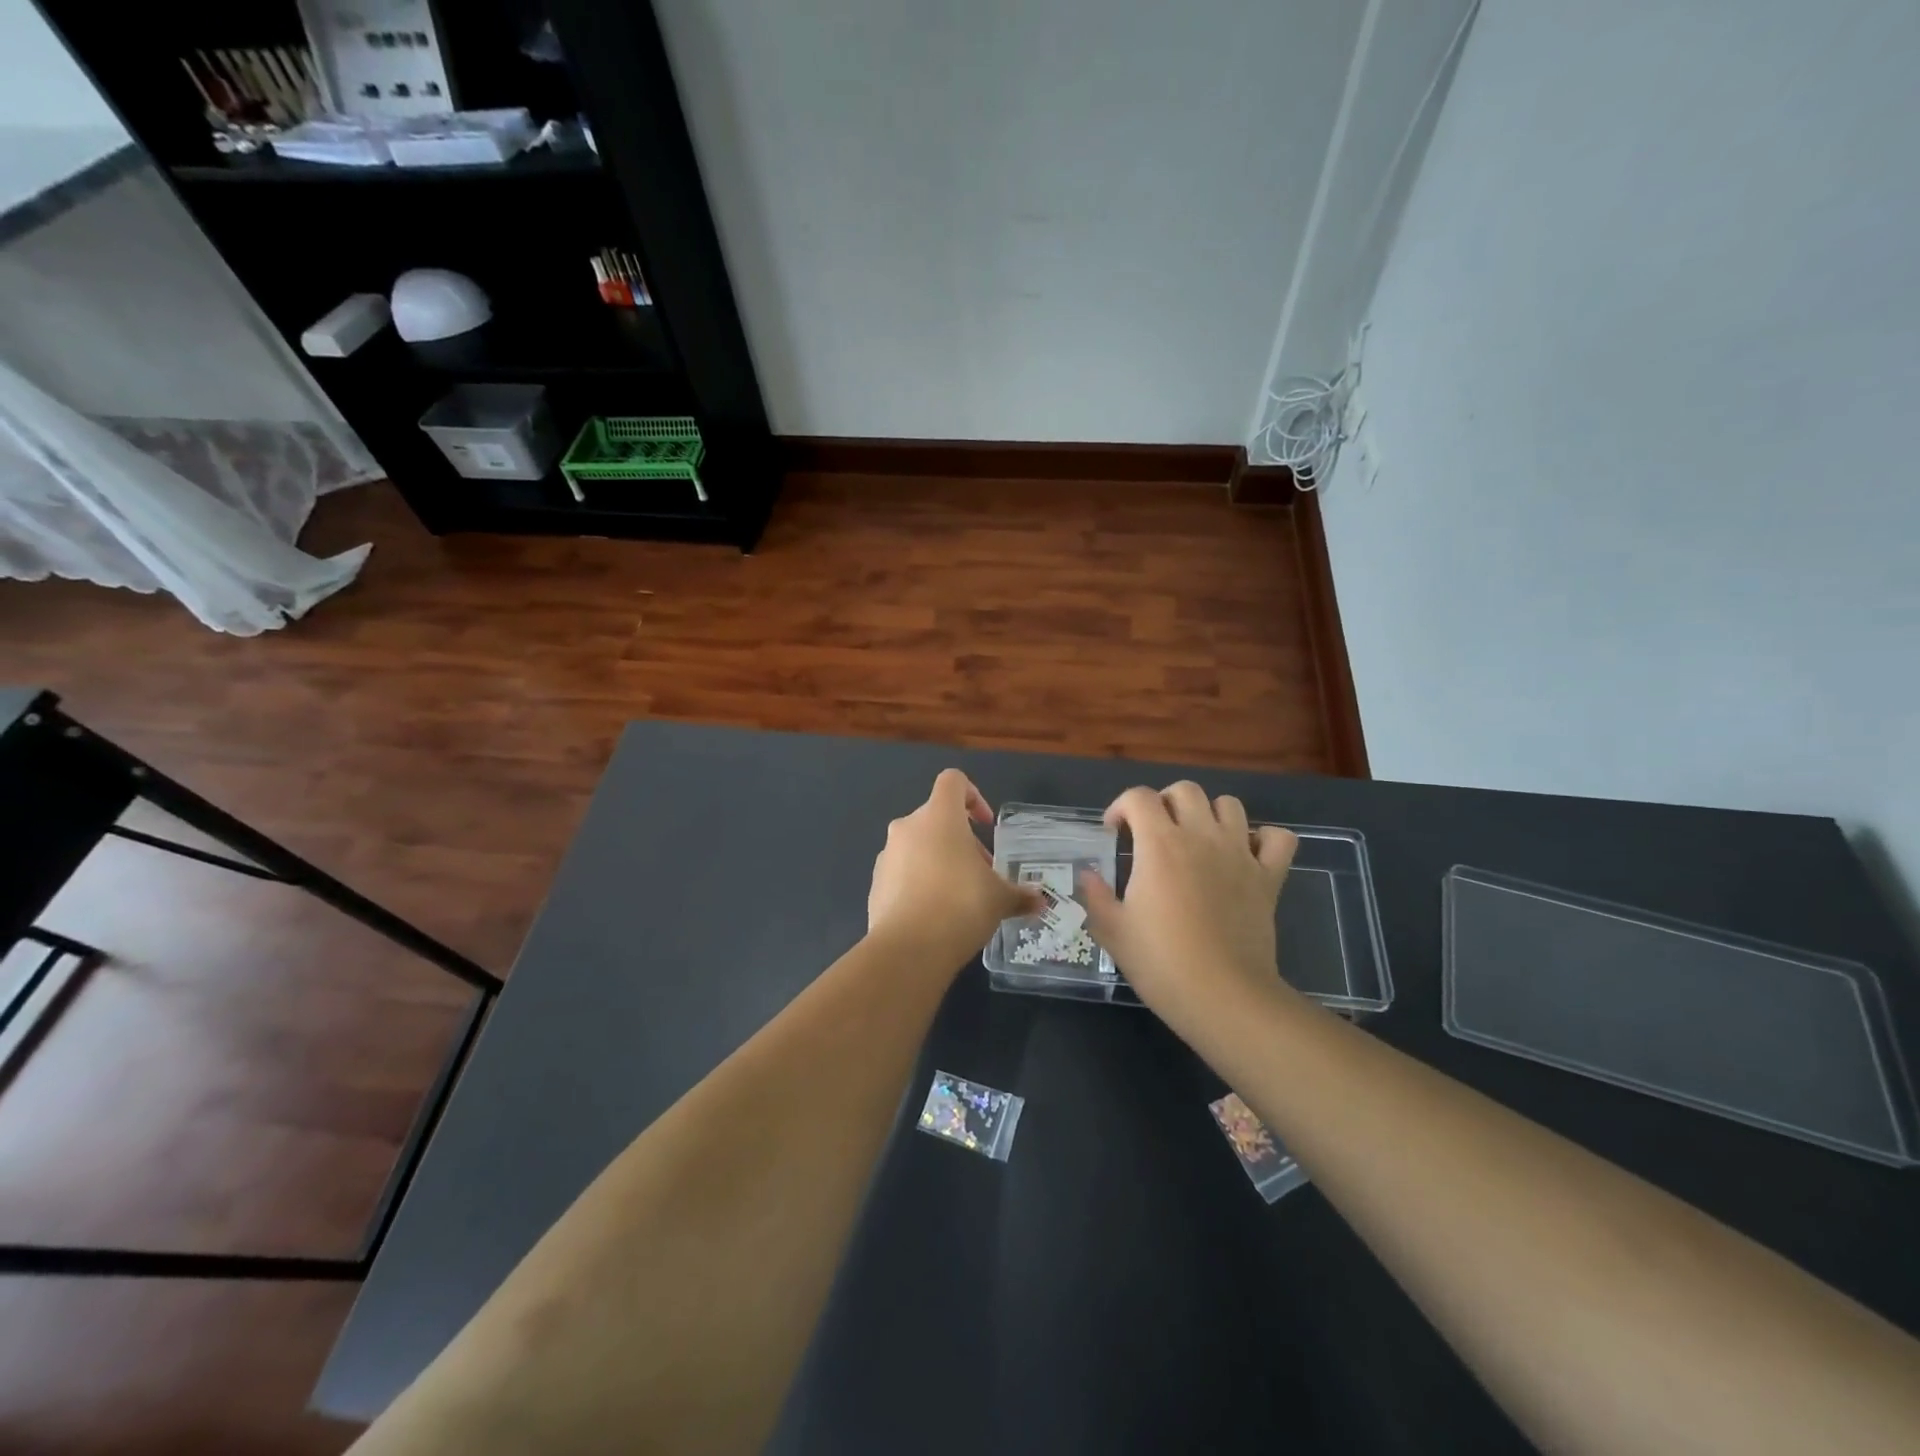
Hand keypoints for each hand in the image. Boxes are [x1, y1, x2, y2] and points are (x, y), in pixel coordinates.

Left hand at [868, 770, 1040, 968]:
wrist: (908, 949)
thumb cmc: (960, 905)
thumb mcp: (1000, 899)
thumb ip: (1020, 894)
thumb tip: (1039, 900)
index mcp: (939, 816)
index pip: (953, 781)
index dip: (973, 796)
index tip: (986, 826)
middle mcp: (907, 828)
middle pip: (936, 818)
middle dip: (960, 841)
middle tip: (981, 873)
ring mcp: (886, 855)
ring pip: (917, 846)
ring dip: (939, 862)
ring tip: (959, 897)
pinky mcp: (875, 884)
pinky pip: (901, 873)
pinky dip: (919, 884)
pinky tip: (935, 915)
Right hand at [1080, 782, 1298, 1038]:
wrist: (1223, 996)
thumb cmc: (1160, 962)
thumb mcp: (1112, 930)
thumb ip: (1095, 895)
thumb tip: (1088, 874)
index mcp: (1159, 844)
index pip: (1138, 797)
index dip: (1121, 807)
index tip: (1114, 833)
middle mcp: (1201, 836)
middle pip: (1185, 790)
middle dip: (1164, 803)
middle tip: (1154, 832)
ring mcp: (1240, 854)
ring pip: (1230, 805)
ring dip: (1210, 814)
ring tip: (1198, 839)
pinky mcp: (1269, 877)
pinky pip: (1278, 838)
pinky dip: (1264, 839)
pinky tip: (1247, 855)